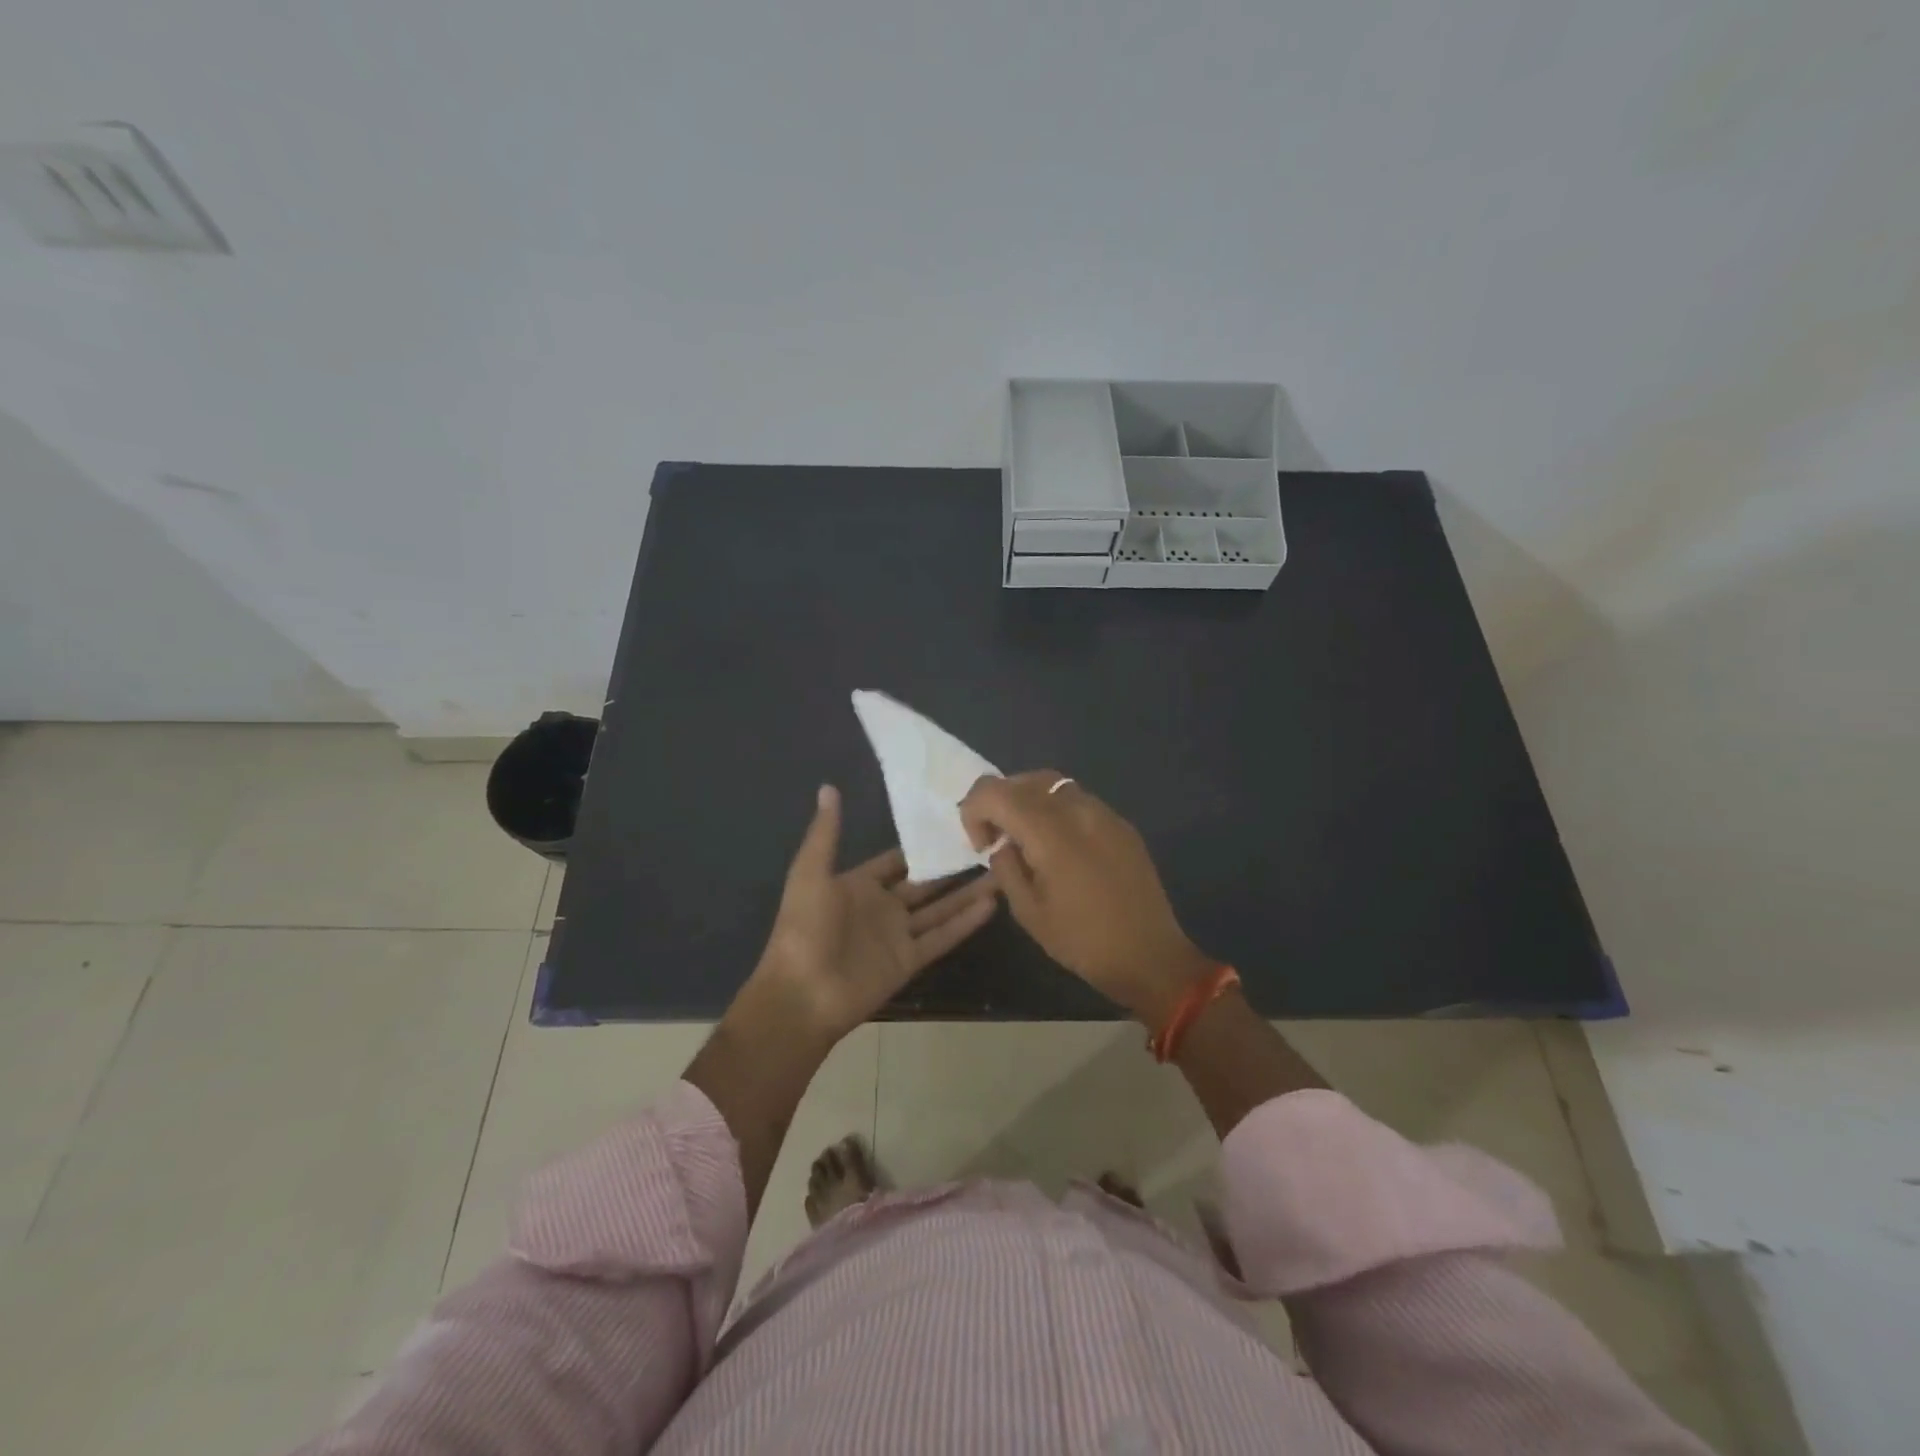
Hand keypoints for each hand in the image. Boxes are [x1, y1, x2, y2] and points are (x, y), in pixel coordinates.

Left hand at [751, 784, 999, 1041]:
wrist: (802, 994)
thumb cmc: (804, 928)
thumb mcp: (811, 873)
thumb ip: (826, 833)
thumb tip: (829, 786)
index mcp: (858, 884)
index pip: (897, 859)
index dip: (924, 844)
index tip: (956, 824)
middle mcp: (882, 906)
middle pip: (926, 882)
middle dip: (954, 866)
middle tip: (989, 845)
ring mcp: (898, 935)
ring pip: (941, 908)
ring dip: (968, 892)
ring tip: (1002, 871)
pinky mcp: (910, 960)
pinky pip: (943, 937)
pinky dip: (966, 922)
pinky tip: (992, 903)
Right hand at [960, 771, 1212, 1023]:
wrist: (1150, 955)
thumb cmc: (1083, 941)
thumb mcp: (1028, 912)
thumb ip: (1006, 868)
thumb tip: (1002, 845)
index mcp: (1049, 831)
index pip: (994, 791)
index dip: (974, 811)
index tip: (982, 846)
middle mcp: (1076, 809)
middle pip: (1024, 779)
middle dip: (1000, 802)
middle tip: (998, 840)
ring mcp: (1104, 813)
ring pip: (1053, 785)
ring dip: (1029, 803)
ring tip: (1028, 840)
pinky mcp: (1121, 824)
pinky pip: (1079, 801)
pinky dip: (1057, 811)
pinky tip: (1061, 848)